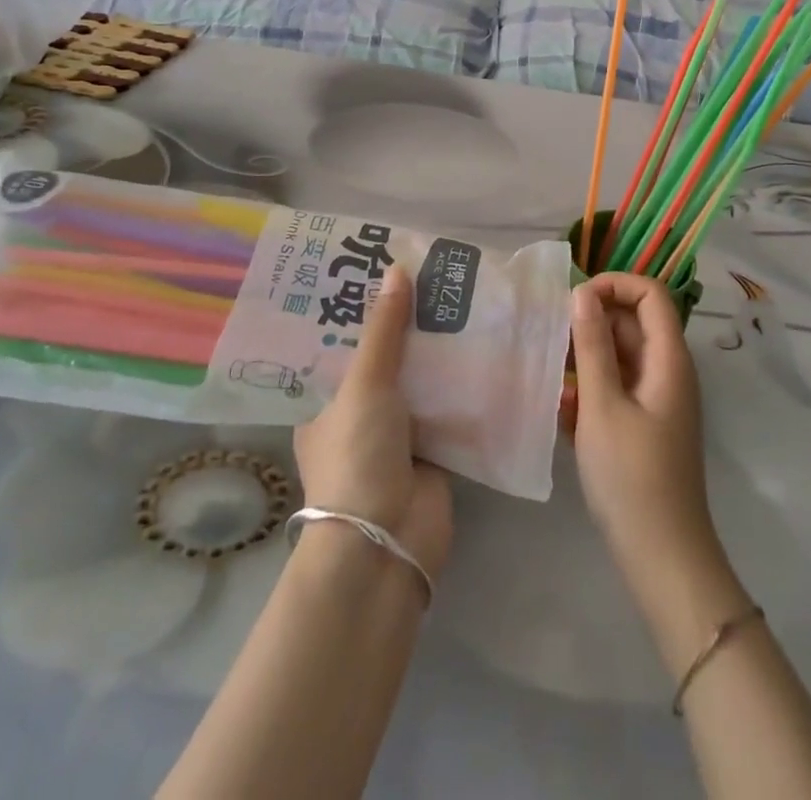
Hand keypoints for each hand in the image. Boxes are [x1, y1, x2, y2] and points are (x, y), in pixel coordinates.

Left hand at [294, 266, 453, 581]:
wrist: (388, 542)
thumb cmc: (357, 457)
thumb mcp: (365, 384)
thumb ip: (384, 330)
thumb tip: (397, 269)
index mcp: (326, 404)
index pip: (341, 347)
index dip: (360, 312)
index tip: (383, 273)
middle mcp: (359, 417)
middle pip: (386, 362)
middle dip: (408, 327)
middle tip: (432, 278)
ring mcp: (398, 436)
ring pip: (420, 382)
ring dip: (439, 353)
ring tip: (462, 299)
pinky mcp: (433, 451)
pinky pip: (449, 407)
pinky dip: (464, 383)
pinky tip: (484, 344)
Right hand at [569, 273, 719, 582]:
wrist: (662, 557)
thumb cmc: (632, 477)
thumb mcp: (602, 406)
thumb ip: (591, 346)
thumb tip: (582, 293)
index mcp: (668, 359)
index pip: (650, 294)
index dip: (615, 285)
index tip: (574, 300)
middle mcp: (668, 371)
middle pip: (633, 323)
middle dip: (592, 323)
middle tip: (551, 339)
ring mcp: (658, 399)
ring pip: (621, 356)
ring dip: (587, 359)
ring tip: (552, 376)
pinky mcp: (646, 424)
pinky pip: (618, 387)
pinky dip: (592, 389)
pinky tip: (563, 410)